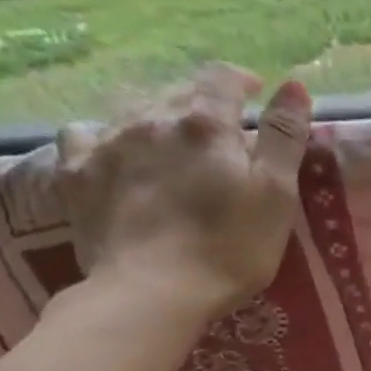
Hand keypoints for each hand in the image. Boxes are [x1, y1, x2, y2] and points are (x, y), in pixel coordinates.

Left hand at [55, 63, 313, 318]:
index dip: (242, 80)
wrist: (152, 293)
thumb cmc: (230, 247)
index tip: (255, 94)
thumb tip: (294, 84)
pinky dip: (105, 136)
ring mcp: (108, 143)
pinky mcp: (76, 173)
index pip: (223, 77)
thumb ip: (284, 136)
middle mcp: (152, 119)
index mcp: (206, 123)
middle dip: (203, 101)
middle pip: (179, 91)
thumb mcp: (276, 194)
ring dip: (158, 115)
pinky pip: (84, 134)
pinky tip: (115, 152)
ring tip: (173, 141)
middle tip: (222, 129)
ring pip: (134, 109)